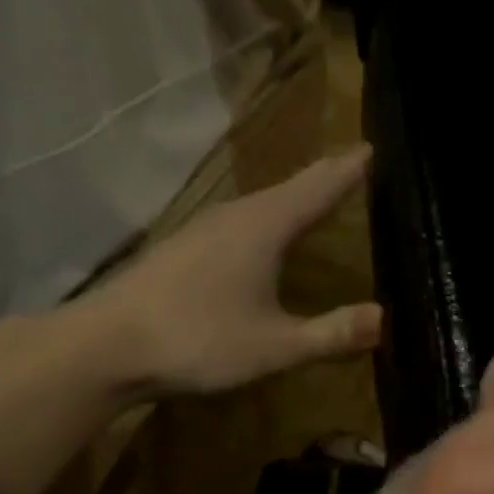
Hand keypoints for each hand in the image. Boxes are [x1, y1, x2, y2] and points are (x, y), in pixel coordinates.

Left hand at [56, 145, 380, 396]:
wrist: (111, 346)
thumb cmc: (200, 340)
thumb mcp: (277, 346)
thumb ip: (331, 333)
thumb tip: (383, 317)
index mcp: (263, 227)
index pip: (317, 187)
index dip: (347, 170)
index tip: (372, 147)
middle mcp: (233, 216)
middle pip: (288, 191)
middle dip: (322, 181)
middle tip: (352, 171)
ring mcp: (202, 230)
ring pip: (260, 208)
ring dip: (290, 203)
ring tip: (314, 204)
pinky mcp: (183, 251)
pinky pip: (238, 228)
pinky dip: (264, 227)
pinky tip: (262, 245)